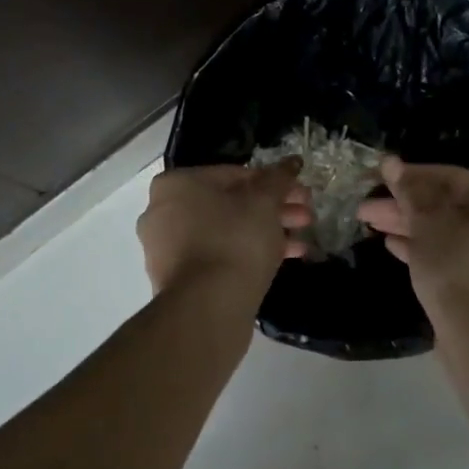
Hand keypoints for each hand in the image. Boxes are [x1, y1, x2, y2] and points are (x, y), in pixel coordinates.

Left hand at [138, 162, 312, 308]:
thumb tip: (292, 161)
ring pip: (226, 231)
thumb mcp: (264, 202)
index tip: (300, 194)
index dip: (274, 182)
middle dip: (274, 210)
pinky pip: (217, 255)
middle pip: (231, 204)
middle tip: (306, 218)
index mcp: (177, 184)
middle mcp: (163, 212)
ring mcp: (166, 248)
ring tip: (301, 244)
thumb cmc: (235, 240)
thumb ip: (279, 178)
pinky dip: (247, 254)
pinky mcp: (177, 278)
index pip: (234, 174)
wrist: (207, 307)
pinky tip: (283, 260)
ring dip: (267, 233)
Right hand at [357, 156, 468, 345]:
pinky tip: (393, 246)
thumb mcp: (428, 227)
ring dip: (412, 226)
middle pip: (451, 203)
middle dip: (406, 205)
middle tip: (366, 207)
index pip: (452, 176)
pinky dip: (428, 248)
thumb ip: (410, 192)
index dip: (410, 177)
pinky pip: (458, 252)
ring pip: (452, 229)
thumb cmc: (458, 273)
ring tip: (371, 223)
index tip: (377, 177)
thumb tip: (391, 161)